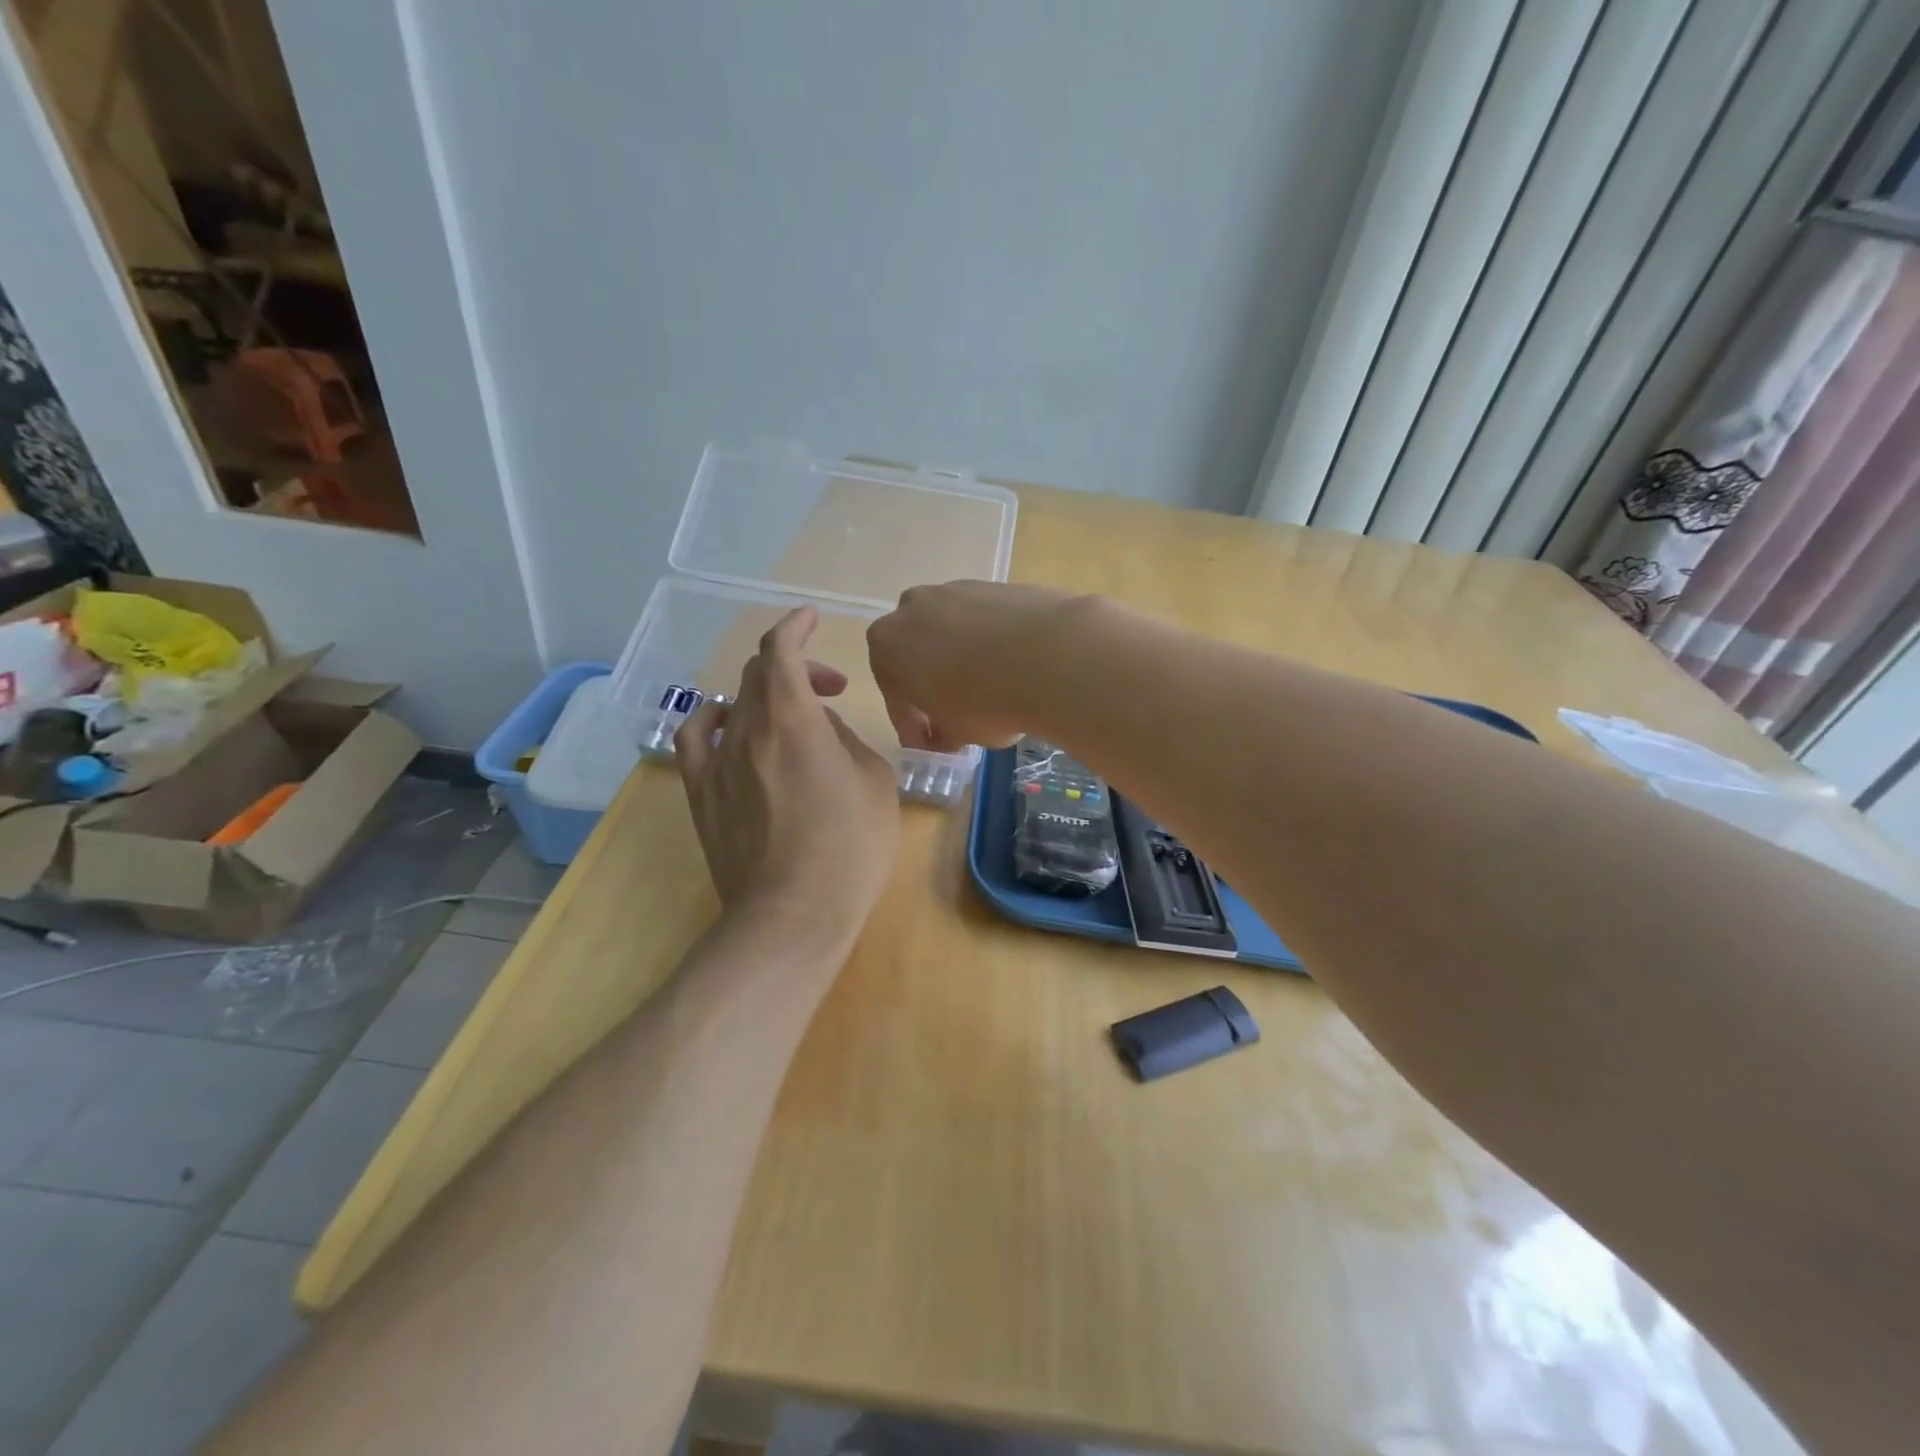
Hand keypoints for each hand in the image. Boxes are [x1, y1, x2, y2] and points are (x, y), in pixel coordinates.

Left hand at [676, 607, 899, 955]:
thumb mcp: (875, 783)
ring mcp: (716, 762)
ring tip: (788, 714)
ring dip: (762, 694)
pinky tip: (729, 729)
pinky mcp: (700, 794)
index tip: (812, 618)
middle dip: (796, 667)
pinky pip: (695, 738)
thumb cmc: (849, 848)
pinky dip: (713, 720)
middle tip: (831, 689)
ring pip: (732, 703)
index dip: (795, 626)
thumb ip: (847, 741)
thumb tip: (822, 730)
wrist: (792, 915)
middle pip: (758, 675)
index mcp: (793, 719)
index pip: (781, 651)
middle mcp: (747, 729)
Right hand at [866, 581, 1082, 750]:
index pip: (897, 701)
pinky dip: (989, 641)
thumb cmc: (986, 703)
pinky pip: (981, 621)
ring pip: (949, 633)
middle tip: (956, 714)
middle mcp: (909, 611)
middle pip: (917, 656)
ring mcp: (952, 591)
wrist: (1049, 656)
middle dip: (932, 684)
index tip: (933, 748)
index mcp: (887, 651)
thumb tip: (947, 734)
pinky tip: (1012, 664)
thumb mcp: (958, 734)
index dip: (915, 730)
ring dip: (960, 658)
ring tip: (990, 687)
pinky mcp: (991, 585)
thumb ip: (943, 733)